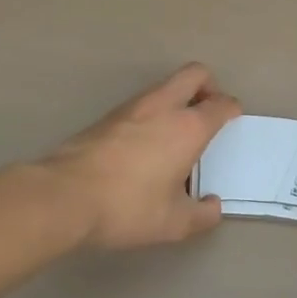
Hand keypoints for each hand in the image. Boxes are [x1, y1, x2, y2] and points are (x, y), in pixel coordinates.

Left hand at [37, 64, 238, 250]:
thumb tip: (213, 207)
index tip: (232, 122)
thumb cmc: (127, 206)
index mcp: (188, 127)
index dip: (232, 110)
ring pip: (166, 85)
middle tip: (207, 112)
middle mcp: (164, 106)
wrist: (63, 196)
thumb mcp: (173, 223)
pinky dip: (153, 113)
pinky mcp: (107, 116)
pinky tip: (145, 145)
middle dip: (208, 86)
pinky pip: (142, 103)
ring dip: (178, 99)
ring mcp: (133, 106)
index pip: (221, 104)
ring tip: (176, 134)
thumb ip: (201, 215)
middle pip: (195, 74)